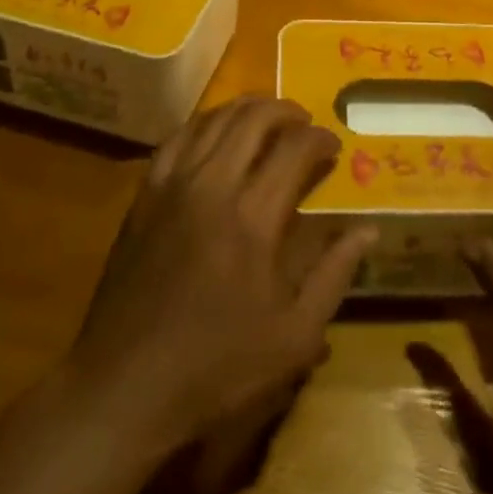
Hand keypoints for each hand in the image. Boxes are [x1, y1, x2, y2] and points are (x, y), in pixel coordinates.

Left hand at [63, 96, 375, 456]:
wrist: (124, 384)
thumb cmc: (215, 367)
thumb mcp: (293, 337)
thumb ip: (334, 275)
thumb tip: (368, 229)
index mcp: (253, 218)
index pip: (295, 149)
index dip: (320, 139)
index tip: (333, 148)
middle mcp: (213, 186)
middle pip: (253, 119)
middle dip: (286, 111)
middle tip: (304, 123)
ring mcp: (173, 184)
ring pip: (214, 119)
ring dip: (247, 109)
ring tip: (267, 117)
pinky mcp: (146, 193)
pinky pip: (178, 137)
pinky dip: (205, 123)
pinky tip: (216, 132)